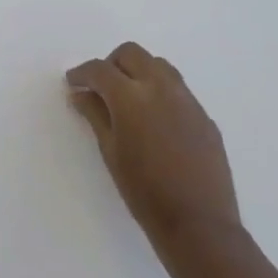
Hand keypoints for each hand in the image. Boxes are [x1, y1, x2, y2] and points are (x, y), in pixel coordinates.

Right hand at [66, 42, 241, 244]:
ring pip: (159, 65)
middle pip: (132, 54)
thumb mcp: (110, 152)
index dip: (82, 73)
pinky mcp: (204, 116)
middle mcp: (161, 88)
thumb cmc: (144, 191)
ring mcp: (187, 100)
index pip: (100, 69)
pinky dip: (160, 91)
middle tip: (101, 87)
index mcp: (131, 96)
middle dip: (112, 64)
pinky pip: (178, 89)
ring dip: (139, 71)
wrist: (199, 224)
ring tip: (129, 98)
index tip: (73, 82)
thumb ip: (95, 115)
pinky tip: (154, 120)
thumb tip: (80, 94)